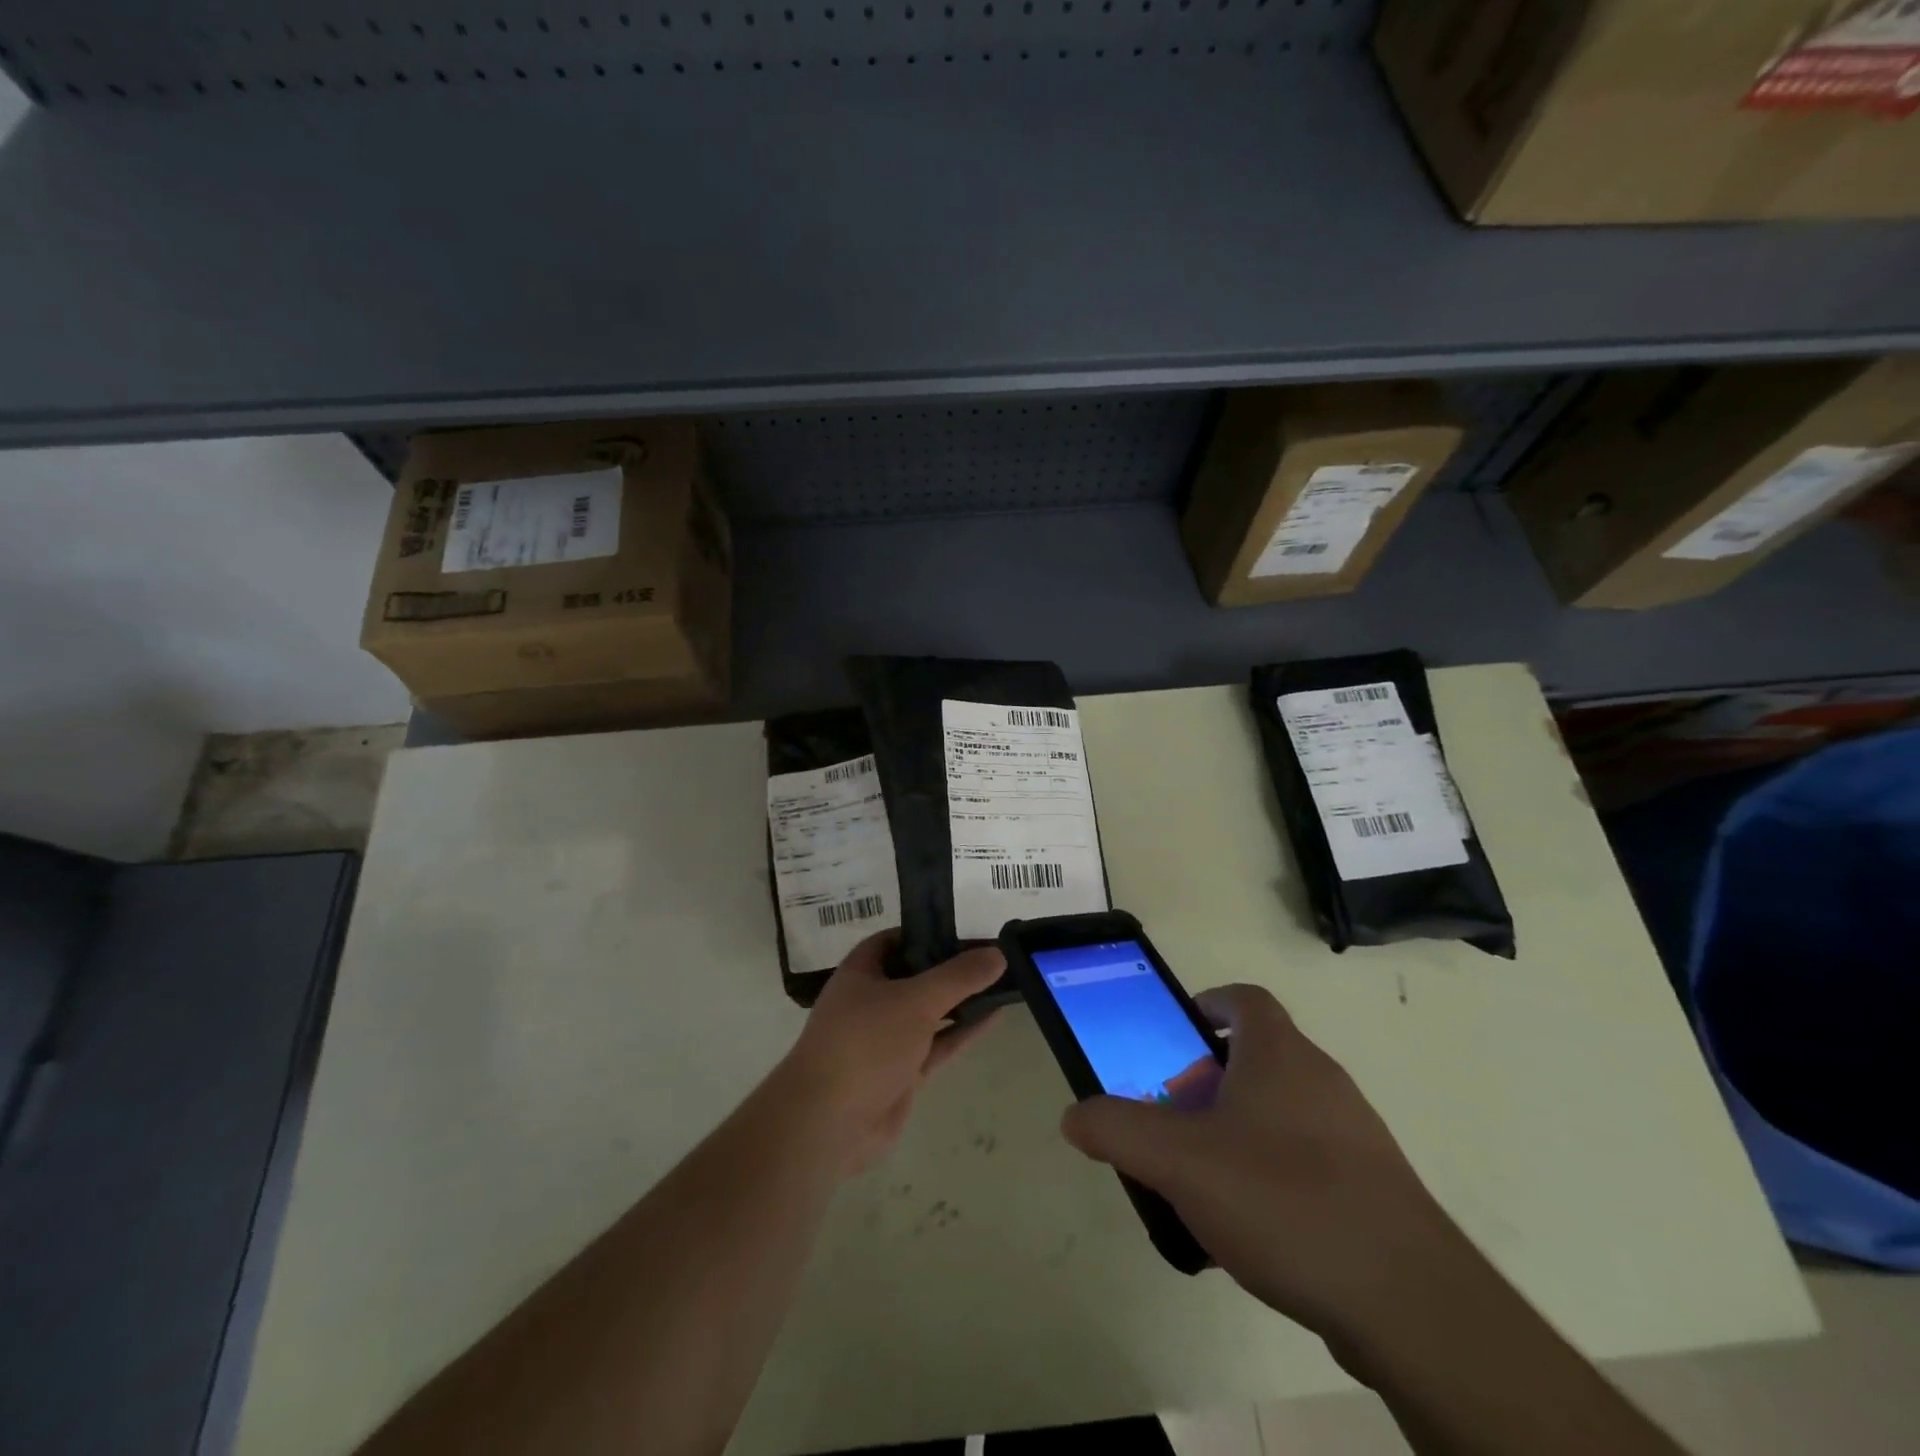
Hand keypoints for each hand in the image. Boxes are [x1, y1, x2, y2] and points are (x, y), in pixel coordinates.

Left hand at [782, 931, 1005, 1173]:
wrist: (830, 1123)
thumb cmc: (866, 1043)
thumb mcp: (915, 1000)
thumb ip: (959, 977)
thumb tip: (998, 953)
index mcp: (862, 971)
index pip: (896, 939)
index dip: (928, 931)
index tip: (967, 929)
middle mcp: (872, 1000)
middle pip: (917, 975)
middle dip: (951, 967)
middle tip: (994, 955)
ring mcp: (887, 1038)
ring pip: (931, 1011)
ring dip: (962, 999)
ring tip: (1003, 982)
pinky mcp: (903, 1071)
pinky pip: (938, 1042)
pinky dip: (964, 1030)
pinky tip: (995, 1016)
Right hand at [1060, 984, 1468, 1345]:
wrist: (1409, 1302)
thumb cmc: (1284, 1200)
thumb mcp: (1179, 1161)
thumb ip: (1118, 1130)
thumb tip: (1075, 1115)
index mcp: (1280, 1054)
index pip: (1244, 999)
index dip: (1206, 1007)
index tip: (1174, 1040)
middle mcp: (1321, 1079)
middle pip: (1256, 1057)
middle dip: (1208, 1081)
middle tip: (1174, 1120)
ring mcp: (1354, 1134)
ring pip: (1281, 1111)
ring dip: (1237, 1131)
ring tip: (1203, 1181)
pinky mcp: (1373, 1188)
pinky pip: (1307, 1161)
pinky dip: (1272, 1175)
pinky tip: (1252, 1230)